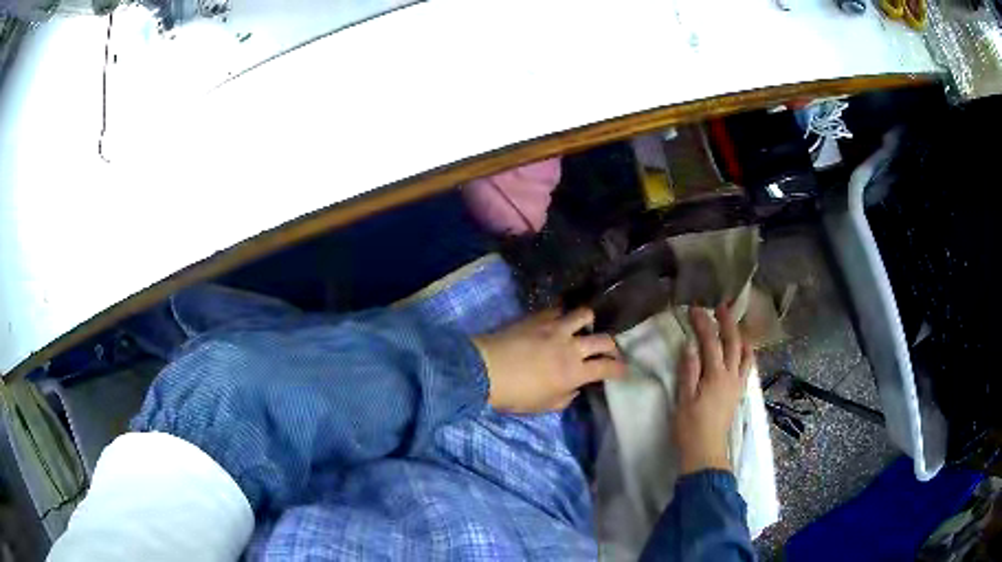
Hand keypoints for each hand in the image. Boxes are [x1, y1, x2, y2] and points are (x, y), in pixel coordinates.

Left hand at [472, 308, 625, 412]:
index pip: (607, 367)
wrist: (484, 369)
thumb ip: (565, 397)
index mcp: (574, 372)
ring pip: (585, 315)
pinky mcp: (539, 317)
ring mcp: (555, 328)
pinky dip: (565, 314)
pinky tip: (561, 320)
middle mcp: (571, 347)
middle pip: (604, 340)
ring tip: (586, 328)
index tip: (624, 371)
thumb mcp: (544, 406)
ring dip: (590, 322)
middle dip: (613, 347)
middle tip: (611, 352)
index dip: (620, 369)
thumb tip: (574, 388)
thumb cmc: (514, 395)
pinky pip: (559, 309)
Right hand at [673, 306, 753, 474]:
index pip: (710, 342)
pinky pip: (748, 366)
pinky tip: (741, 351)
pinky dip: (746, 352)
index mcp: (715, 376)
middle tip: (720, 307)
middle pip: (733, 342)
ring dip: (740, 335)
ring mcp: (738, 384)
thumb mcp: (684, 399)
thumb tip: (690, 344)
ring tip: (734, 325)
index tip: (694, 308)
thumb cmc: (690, 427)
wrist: (706, 451)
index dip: (703, 323)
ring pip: (745, 353)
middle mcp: (731, 375)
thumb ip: (688, 370)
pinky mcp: (739, 392)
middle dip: (727, 322)